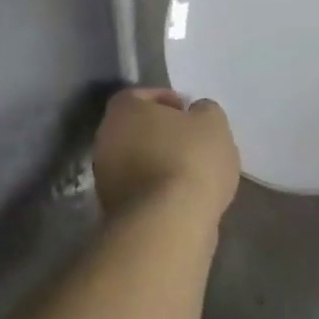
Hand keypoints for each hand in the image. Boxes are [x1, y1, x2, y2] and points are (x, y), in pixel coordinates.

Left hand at [93, 88, 240, 223]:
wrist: (168, 223)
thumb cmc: (191, 160)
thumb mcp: (213, 123)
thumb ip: (205, 111)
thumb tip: (196, 113)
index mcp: (124, 110)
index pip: (139, 95)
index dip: (164, 99)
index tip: (187, 110)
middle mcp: (105, 139)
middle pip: (134, 128)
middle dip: (161, 132)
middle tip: (190, 140)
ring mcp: (105, 177)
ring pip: (135, 160)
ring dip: (158, 161)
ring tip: (191, 171)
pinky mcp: (113, 208)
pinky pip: (138, 188)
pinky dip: (156, 187)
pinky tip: (182, 195)